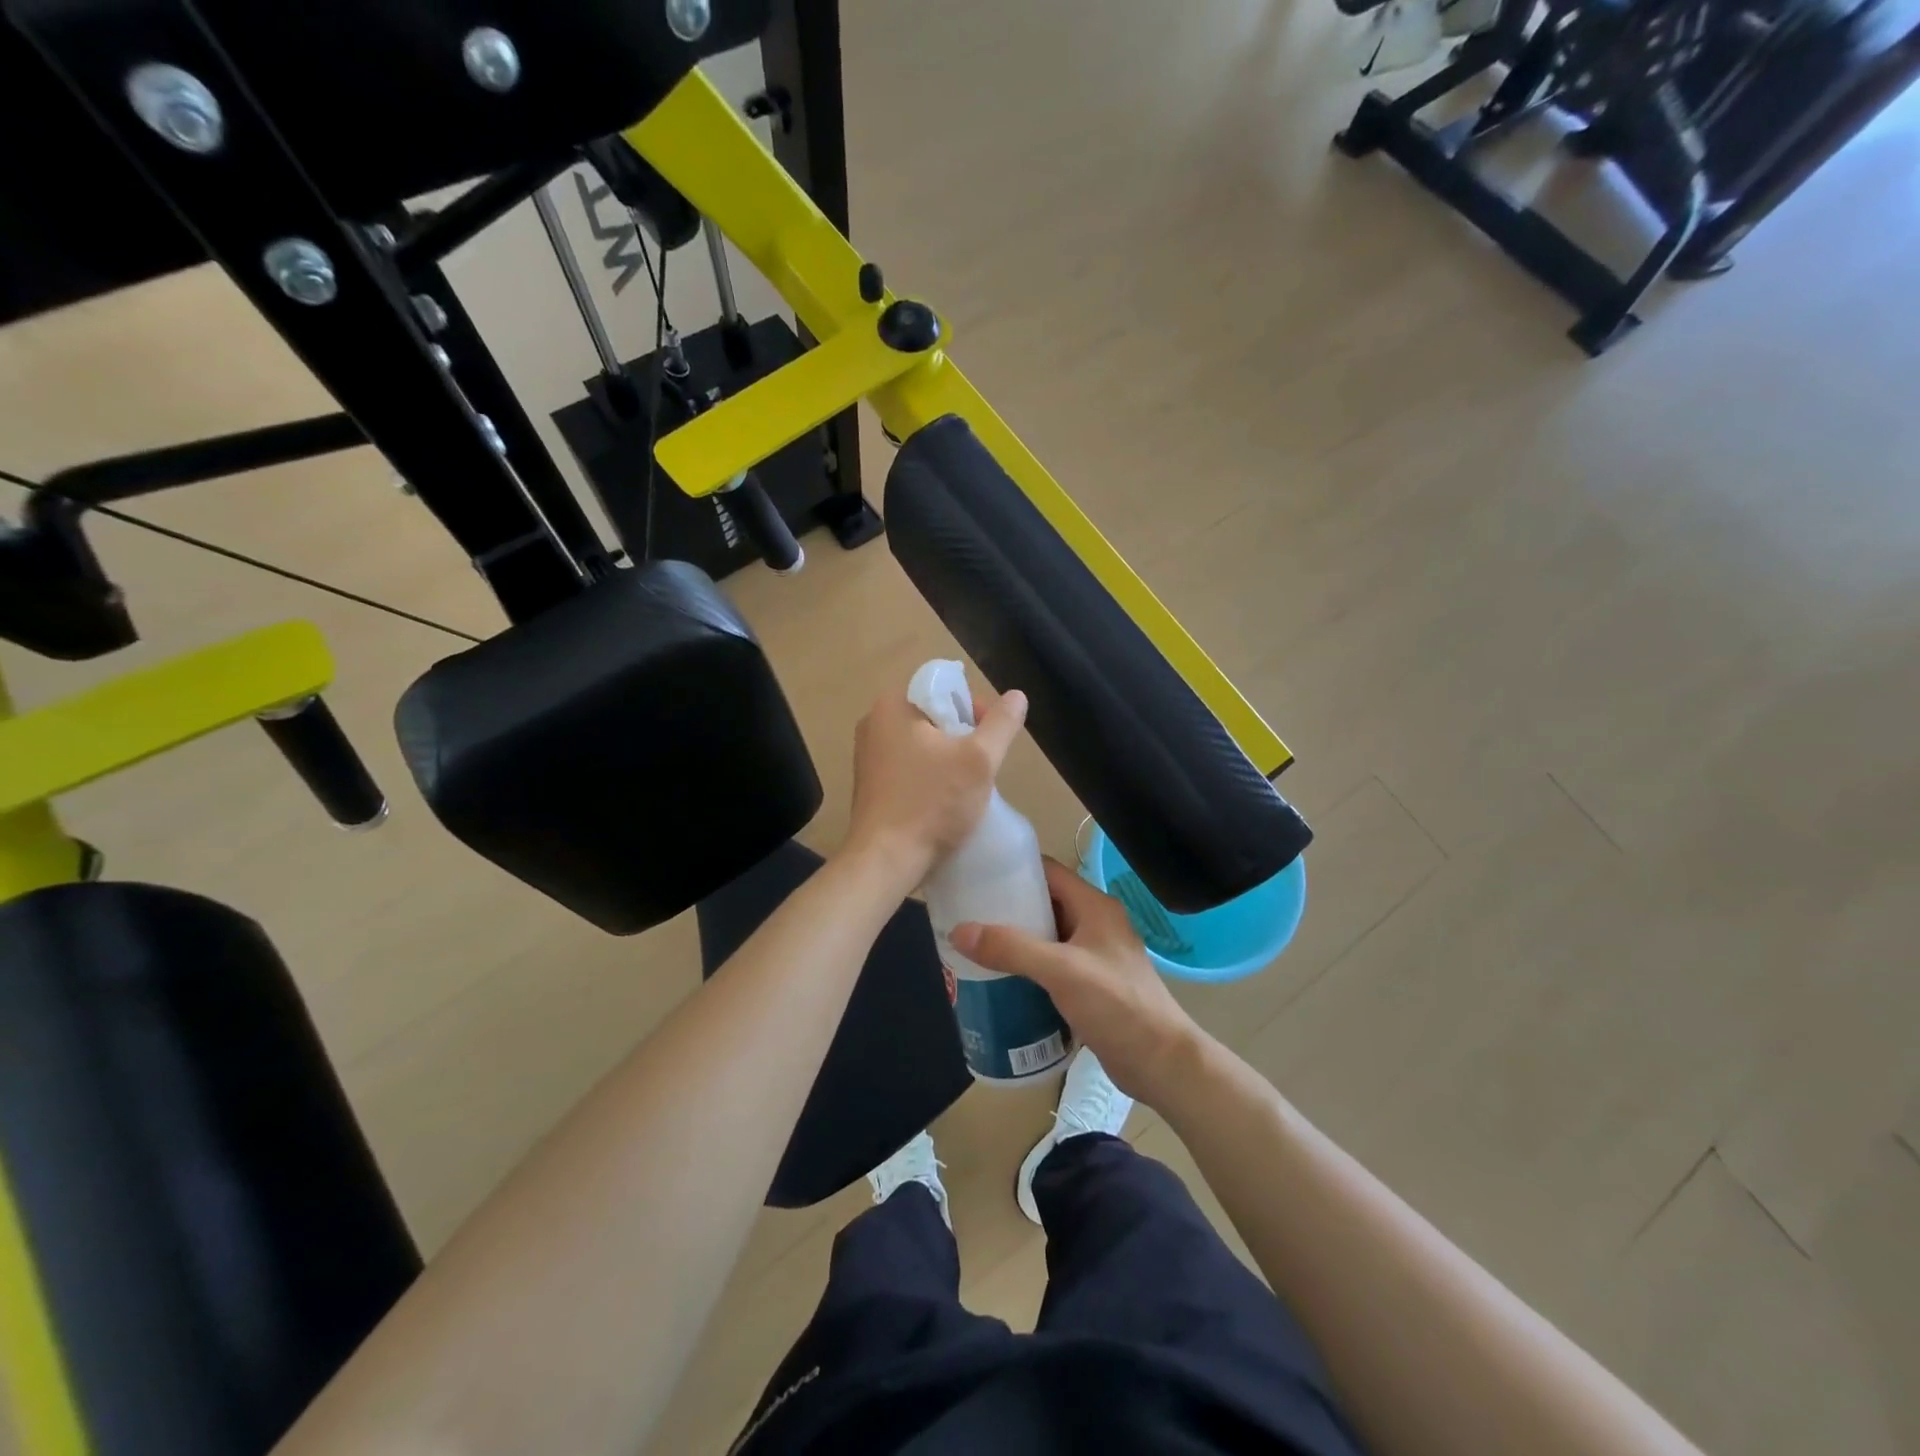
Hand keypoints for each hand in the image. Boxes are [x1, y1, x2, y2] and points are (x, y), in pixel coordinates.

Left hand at [842, 681, 1027, 882]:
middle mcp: (873, 723)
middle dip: (964, 736)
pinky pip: (909, 767)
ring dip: (949, 759)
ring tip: (968, 786)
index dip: (975, 706)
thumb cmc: (932, 803)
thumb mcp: (979, 760)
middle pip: (934, 716)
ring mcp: (867, 756)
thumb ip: (1001, 724)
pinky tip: (944, 801)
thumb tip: (1016, 696)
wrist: (886, 861)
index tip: (991, 738)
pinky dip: (930, 777)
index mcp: (892, 705)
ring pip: (923, 744)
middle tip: (983, 765)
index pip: (943, 687)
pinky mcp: (870, 785)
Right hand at [950, 860, 1202, 1104]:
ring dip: (1015, 941)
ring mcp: (1094, 956)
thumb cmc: (1116, 1005)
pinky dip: (1027, 968)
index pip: (1048, 871)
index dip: (1013, 869)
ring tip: (975, 947)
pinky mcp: (1091, 985)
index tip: (975, 875)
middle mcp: (1095, 924)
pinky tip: (1000, 980)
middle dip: (1007, 909)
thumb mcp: (1061, 971)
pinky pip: (1052, 966)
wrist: (1161, 1063)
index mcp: (1094, 906)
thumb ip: (1011, 948)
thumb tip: (958, 930)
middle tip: (967, 915)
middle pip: (1044, 904)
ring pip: (1046, 937)